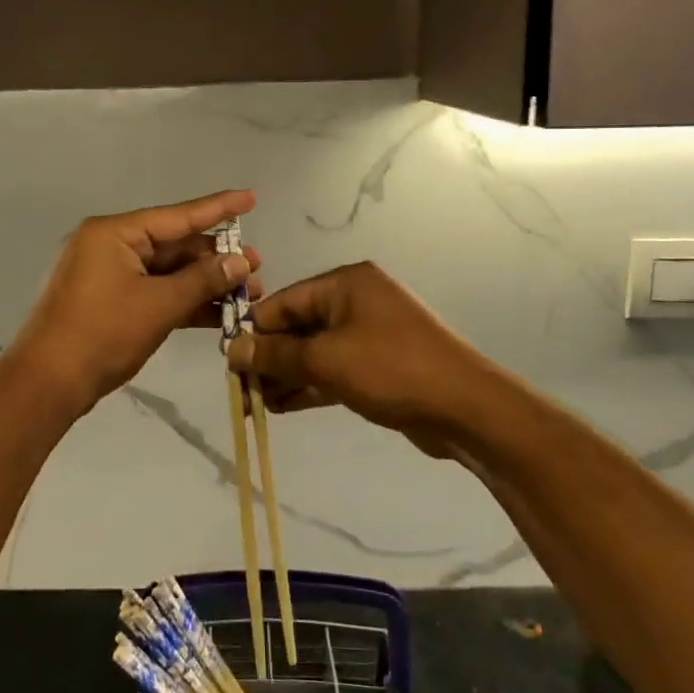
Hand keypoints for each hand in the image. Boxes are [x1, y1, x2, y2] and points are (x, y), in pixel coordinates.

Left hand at [10, 191, 263, 413]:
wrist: (46, 384)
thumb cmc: (102, 333)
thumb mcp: (158, 304)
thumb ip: (202, 280)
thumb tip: (240, 262)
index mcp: (114, 233)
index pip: (177, 216)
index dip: (218, 208)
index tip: (250, 198)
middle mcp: (109, 246)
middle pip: (173, 245)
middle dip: (216, 259)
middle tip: (257, 267)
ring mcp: (107, 276)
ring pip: (166, 273)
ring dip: (204, 284)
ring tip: (248, 293)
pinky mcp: (109, 303)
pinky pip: (153, 293)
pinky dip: (182, 302)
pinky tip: (218, 313)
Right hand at [226, 262, 499, 452]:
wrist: (465, 408)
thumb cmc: (392, 369)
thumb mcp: (327, 359)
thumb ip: (277, 354)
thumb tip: (232, 349)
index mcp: (345, 284)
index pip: (285, 301)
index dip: (254, 330)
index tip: (228, 359)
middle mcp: (356, 302)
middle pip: (298, 327)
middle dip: (268, 357)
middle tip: (240, 388)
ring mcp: (369, 334)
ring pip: (314, 352)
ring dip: (285, 375)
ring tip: (254, 404)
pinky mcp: (378, 366)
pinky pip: (333, 369)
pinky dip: (309, 385)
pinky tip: (280, 407)